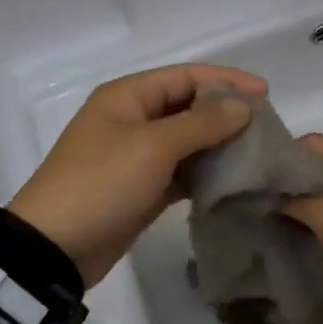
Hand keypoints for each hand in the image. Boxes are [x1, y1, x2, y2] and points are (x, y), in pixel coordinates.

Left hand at [9, 63, 265, 287]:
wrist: (55, 247)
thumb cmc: (101, 184)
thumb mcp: (153, 147)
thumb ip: (201, 123)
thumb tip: (242, 106)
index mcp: (128, 97)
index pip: (185, 76)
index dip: (226, 81)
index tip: (267, 95)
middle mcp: (132, 120)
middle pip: (188, 107)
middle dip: (226, 114)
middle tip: (267, 129)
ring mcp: (136, 156)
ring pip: (187, 141)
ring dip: (219, 145)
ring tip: (258, 154)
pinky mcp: (142, 189)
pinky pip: (180, 172)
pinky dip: (204, 174)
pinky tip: (234, 181)